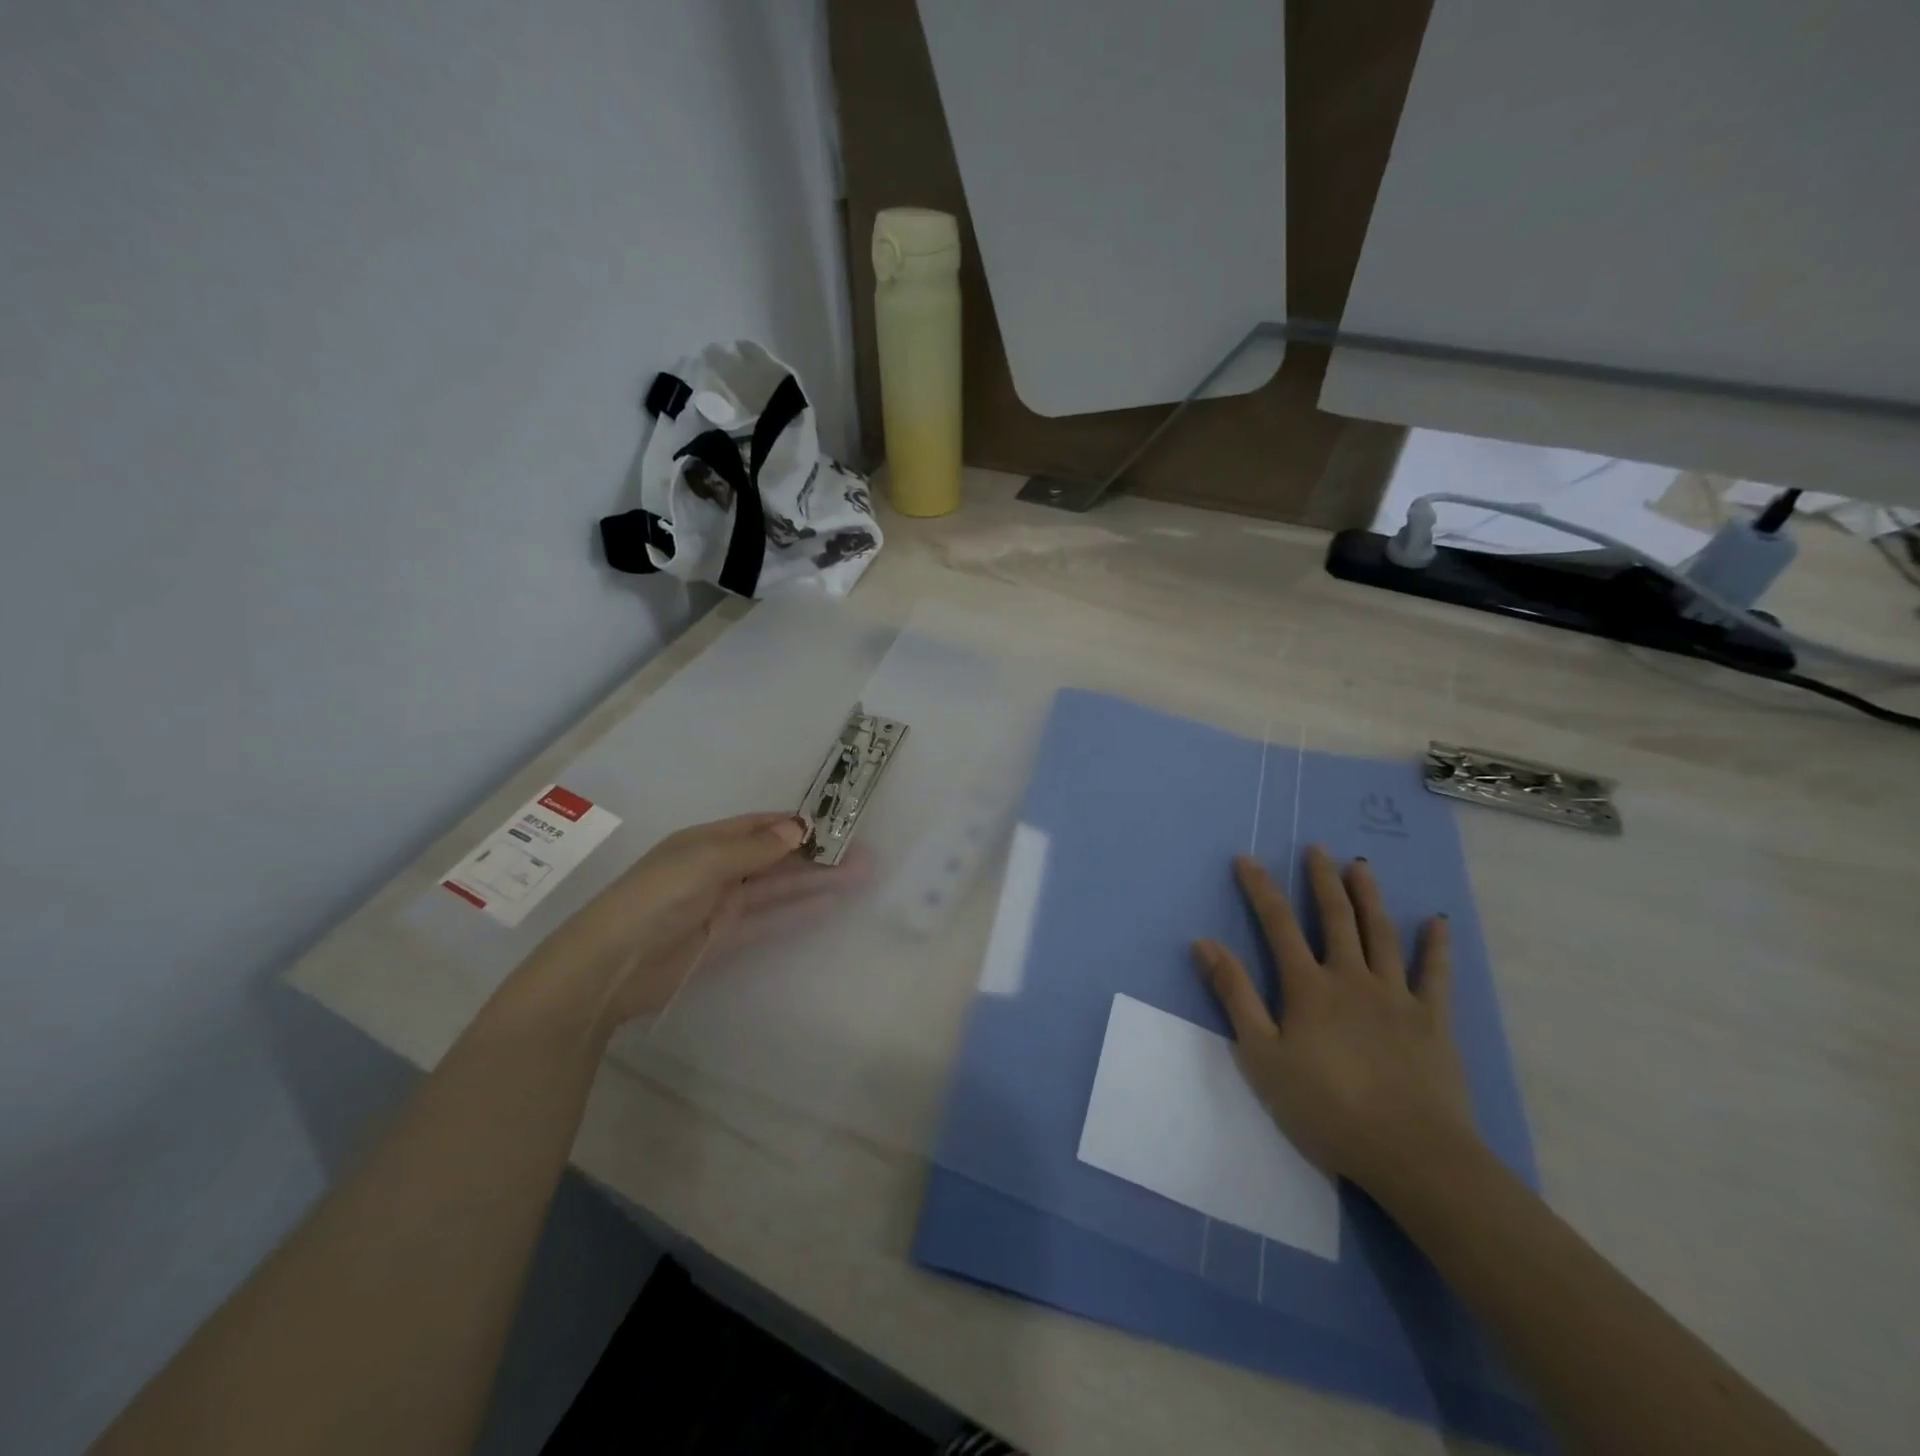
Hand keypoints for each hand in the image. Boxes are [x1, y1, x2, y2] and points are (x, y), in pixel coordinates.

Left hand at [533, 812, 861, 1026]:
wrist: (610, 966)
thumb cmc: (655, 898)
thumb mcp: (703, 862)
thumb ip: (753, 848)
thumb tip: (799, 829)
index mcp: (707, 841)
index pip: (761, 826)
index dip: (797, 824)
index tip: (838, 824)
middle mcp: (718, 868)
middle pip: (775, 857)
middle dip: (815, 854)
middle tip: (861, 853)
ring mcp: (724, 905)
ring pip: (779, 887)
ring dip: (815, 881)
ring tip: (858, 875)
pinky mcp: (727, 938)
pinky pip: (770, 918)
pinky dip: (798, 910)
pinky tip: (828, 903)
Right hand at [1193, 845, 1479, 1195]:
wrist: (1412, 1154)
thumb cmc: (1326, 1107)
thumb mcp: (1262, 1056)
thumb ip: (1236, 996)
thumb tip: (1205, 943)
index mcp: (1309, 987)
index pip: (1277, 924)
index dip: (1260, 889)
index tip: (1246, 859)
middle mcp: (1352, 978)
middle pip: (1335, 918)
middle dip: (1322, 881)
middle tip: (1317, 848)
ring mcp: (1397, 997)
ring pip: (1381, 935)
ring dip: (1370, 897)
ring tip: (1361, 866)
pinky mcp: (1433, 1021)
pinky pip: (1436, 975)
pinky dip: (1436, 946)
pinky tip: (1437, 922)